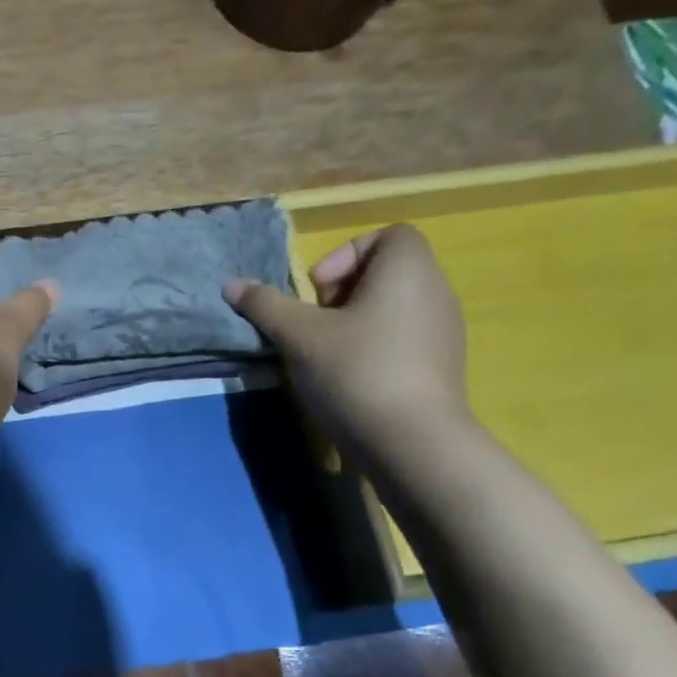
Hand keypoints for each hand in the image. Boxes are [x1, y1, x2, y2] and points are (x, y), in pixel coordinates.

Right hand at [224, 224, 470, 466]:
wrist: (411, 441)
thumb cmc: (355, 371)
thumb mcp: (298, 336)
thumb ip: (265, 306)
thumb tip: (232, 285)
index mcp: (408, 270)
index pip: (387, 235)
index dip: (345, 255)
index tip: (317, 293)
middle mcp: (435, 290)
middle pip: (386, 272)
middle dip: (342, 292)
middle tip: (315, 324)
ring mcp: (444, 330)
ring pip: (393, 307)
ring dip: (354, 322)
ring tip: (327, 355)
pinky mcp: (441, 365)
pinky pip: (403, 338)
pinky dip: (374, 347)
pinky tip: (349, 379)